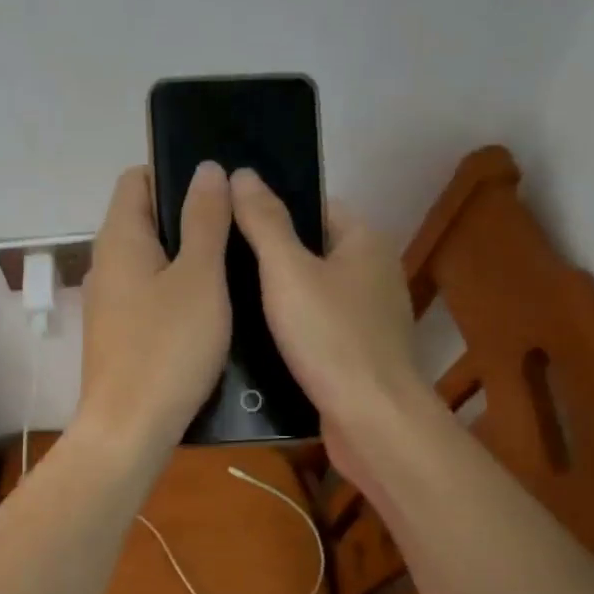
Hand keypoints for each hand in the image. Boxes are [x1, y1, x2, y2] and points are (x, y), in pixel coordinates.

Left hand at [77, 163, 231, 452]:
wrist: (129, 430)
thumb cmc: (167, 348)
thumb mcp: (200, 278)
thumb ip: (205, 221)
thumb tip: (206, 169)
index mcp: (119, 239)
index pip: (137, 179)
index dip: (176, 174)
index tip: (220, 190)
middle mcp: (106, 265)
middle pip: (145, 220)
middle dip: (190, 218)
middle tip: (240, 230)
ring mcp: (110, 304)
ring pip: (152, 263)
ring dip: (188, 260)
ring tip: (236, 269)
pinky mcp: (120, 337)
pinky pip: (151, 298)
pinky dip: (178, 294)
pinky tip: (212, 312)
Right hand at [229, 168, 435, 481]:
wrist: (371, 419)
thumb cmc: (330, 337)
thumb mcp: (288, 272)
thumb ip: (264, 222)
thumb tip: (242, 174)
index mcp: (365, 242)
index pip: (316, 207)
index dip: (274, 211)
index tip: (231, 224)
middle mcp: (374, 274)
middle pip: (312, 252)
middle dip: (269, 259)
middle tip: (219, 266)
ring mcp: (369, 318)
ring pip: (313, 295)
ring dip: (277, 300)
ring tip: (227, 302)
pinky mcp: (359, 355)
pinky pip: (318, 330)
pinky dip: (291, 333)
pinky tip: (255, 343)